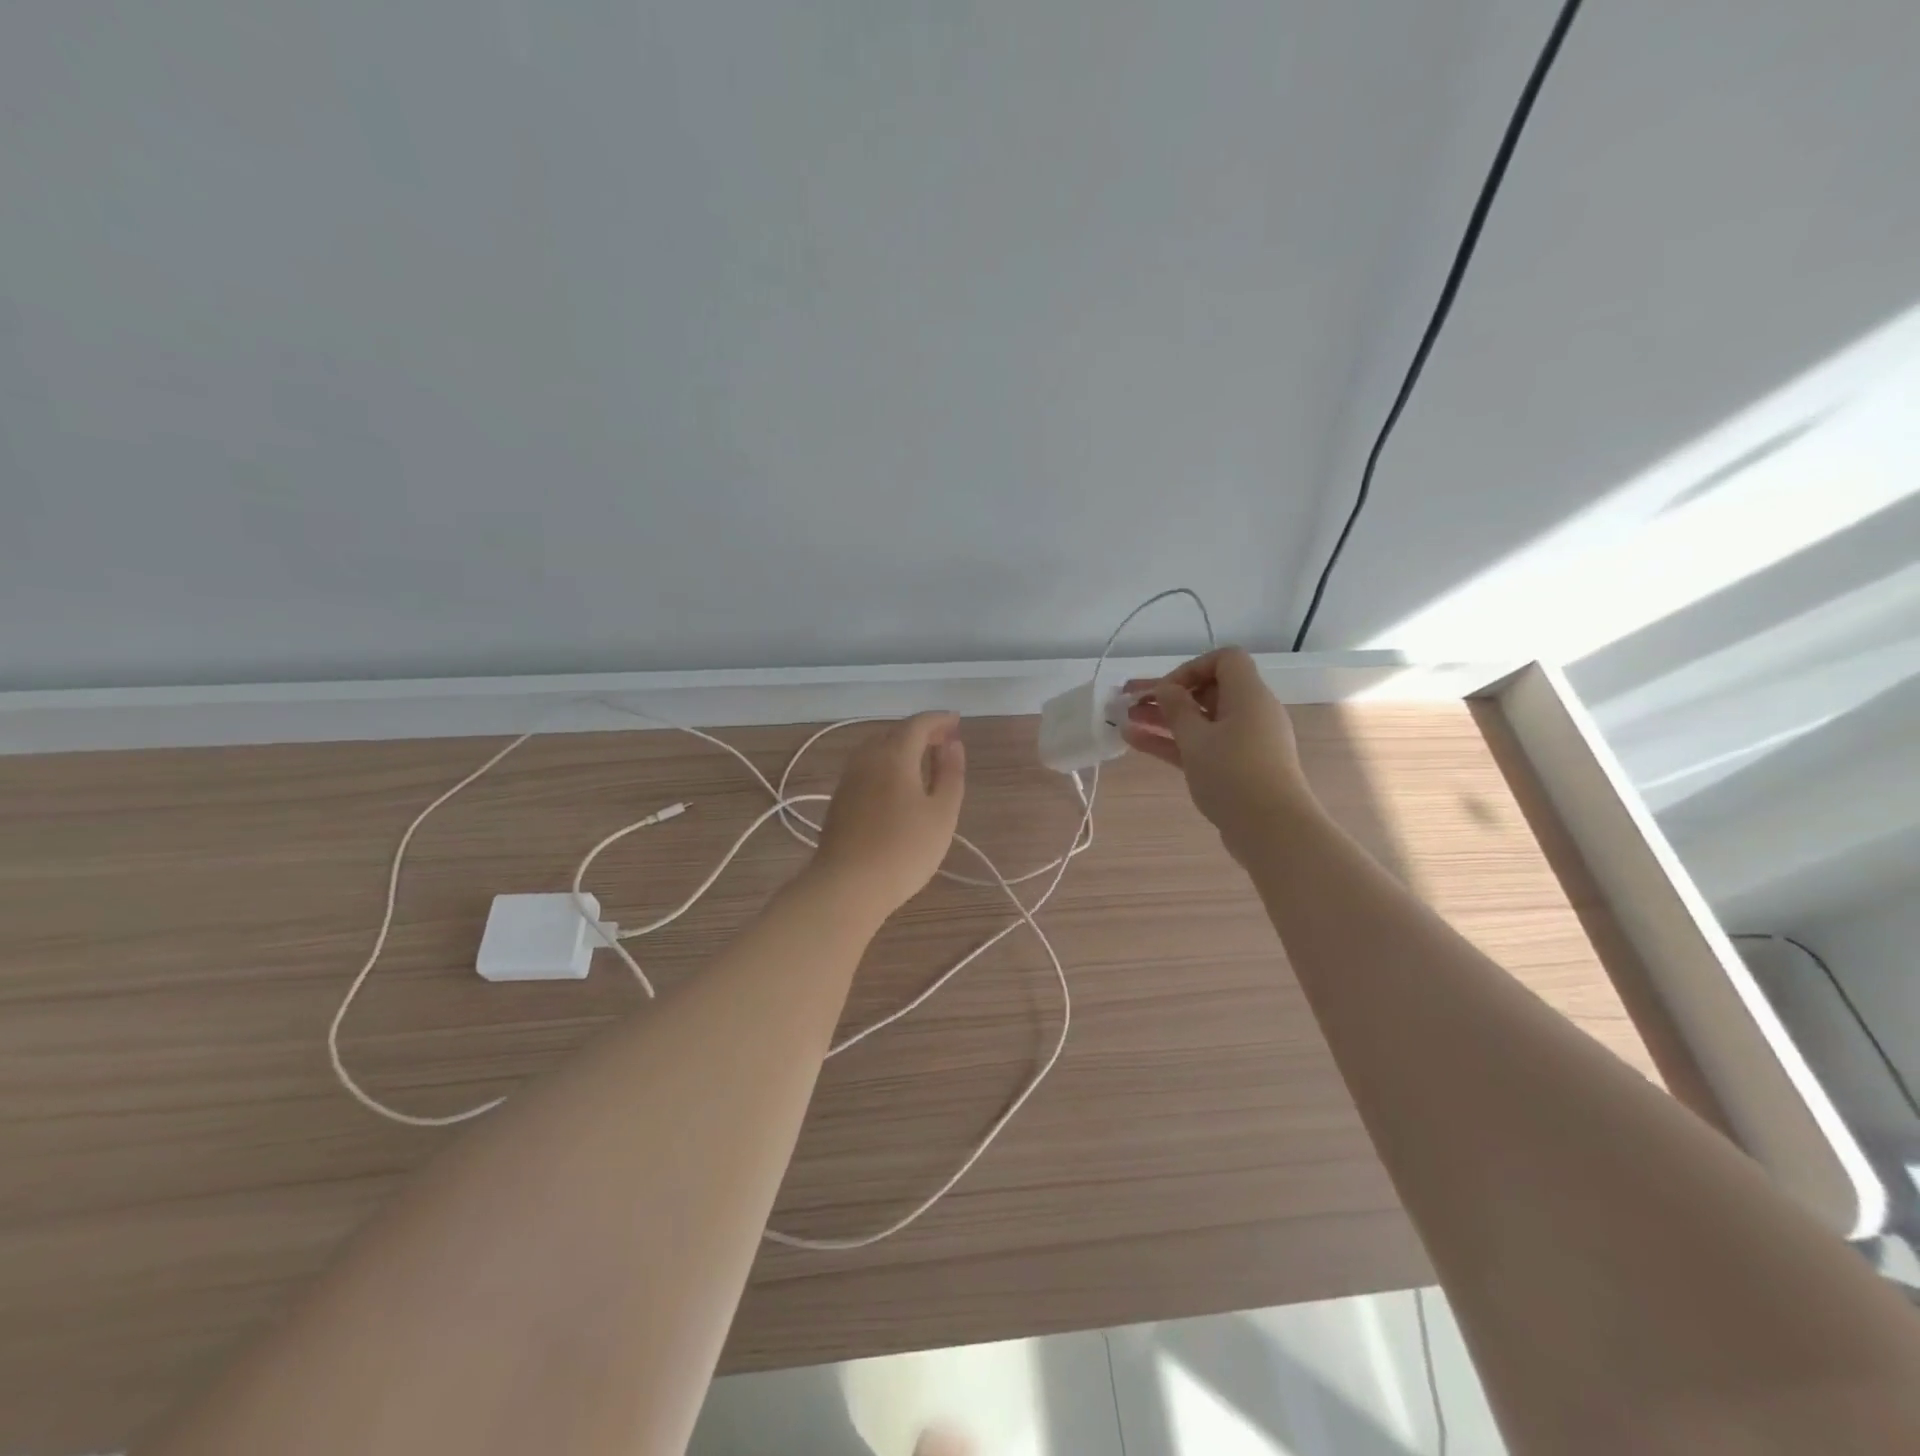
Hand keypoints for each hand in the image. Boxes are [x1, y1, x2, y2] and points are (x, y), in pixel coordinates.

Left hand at [812, 712, 966, 916]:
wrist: (847, 886)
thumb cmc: (904, 849)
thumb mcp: (942, 813)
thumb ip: (950, 774)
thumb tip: (953, 744)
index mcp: (894, 755)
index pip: (918, 724)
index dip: (939, 719)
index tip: (957, 721)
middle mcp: (866, 758)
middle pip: (894, 732)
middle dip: (920, 731)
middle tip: (944, 741)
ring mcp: (848, 779)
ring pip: (876, 749)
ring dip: (900, 747)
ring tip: (922, 760)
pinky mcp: (839, 800)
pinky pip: (866, 767)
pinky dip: (886, 764)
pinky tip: (897, 784)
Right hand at [1123, 647, 1312, 858]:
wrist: (1272, 830)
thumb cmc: (1233, 774)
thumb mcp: (1196, 739)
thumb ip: (1176, 709)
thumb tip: (1166, 688)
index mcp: (1249, 695)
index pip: (1225, 660)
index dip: (1192, 668)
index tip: (1166, 690)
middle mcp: (1250, 713)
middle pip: (1208, 691)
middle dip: (1167, 696)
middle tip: (1129, 701)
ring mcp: (1244, 742)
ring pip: (1200, 721)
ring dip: (1164, 720)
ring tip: (1125, 721)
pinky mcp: (1237, 767)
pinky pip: (1203, 745)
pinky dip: (1174, 742)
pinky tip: (1136, 742)